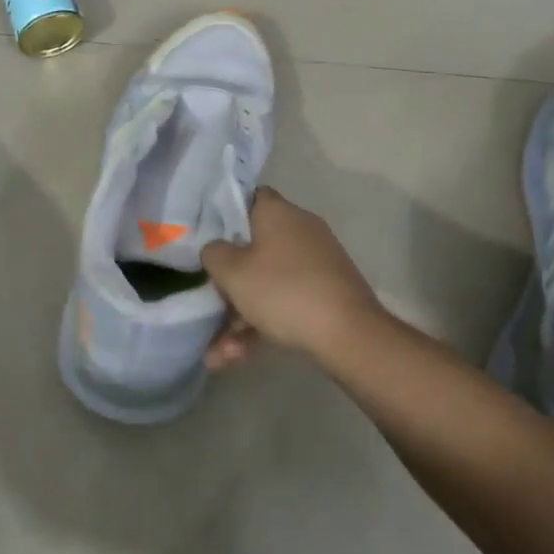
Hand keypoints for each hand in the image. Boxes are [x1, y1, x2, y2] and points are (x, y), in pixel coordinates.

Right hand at [201, 187, 385, 366]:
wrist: (348, 334)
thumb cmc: (283, 291)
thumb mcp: (232, 272)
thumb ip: (214, 253)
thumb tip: (217, 249)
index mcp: (278, 213)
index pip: (247, 197)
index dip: (223, 213)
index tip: (205, 235)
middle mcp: (300, 230)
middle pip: (253, 247)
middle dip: (228, 282)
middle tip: (208, 302)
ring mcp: (316, 262)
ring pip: (267, 282)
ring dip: (240, 316)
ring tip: (218, 353)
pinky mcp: (326, 292)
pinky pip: (285, 301)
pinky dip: (263, 325)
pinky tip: (239, 356)